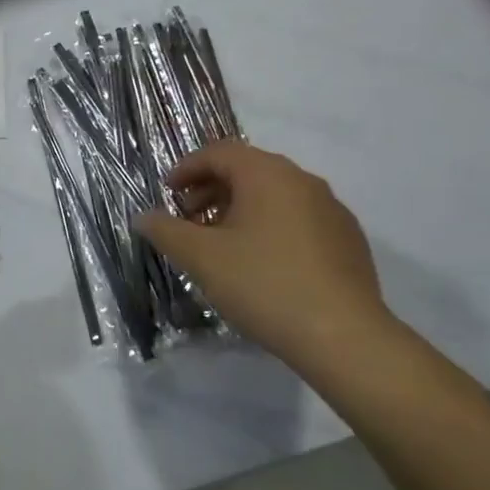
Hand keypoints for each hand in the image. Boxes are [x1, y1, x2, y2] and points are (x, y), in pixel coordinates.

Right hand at [136, 142, 392, 362]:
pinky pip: (298, 218)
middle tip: (188, 219)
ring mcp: (331, 209)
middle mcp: (303, 181)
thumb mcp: (201, 258)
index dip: (186, 168)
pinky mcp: (348, 240)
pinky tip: (260, 263)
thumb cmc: (264, 284)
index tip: (167, 193)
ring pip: (274, 195)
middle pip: (247, 170)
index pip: (219, 152)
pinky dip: (269, 226)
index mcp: (267, 174)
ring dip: (239, 209)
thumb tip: (142, 216)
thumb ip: (166, 231)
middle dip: (211, 189)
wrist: (344, 337)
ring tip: (220, 244)